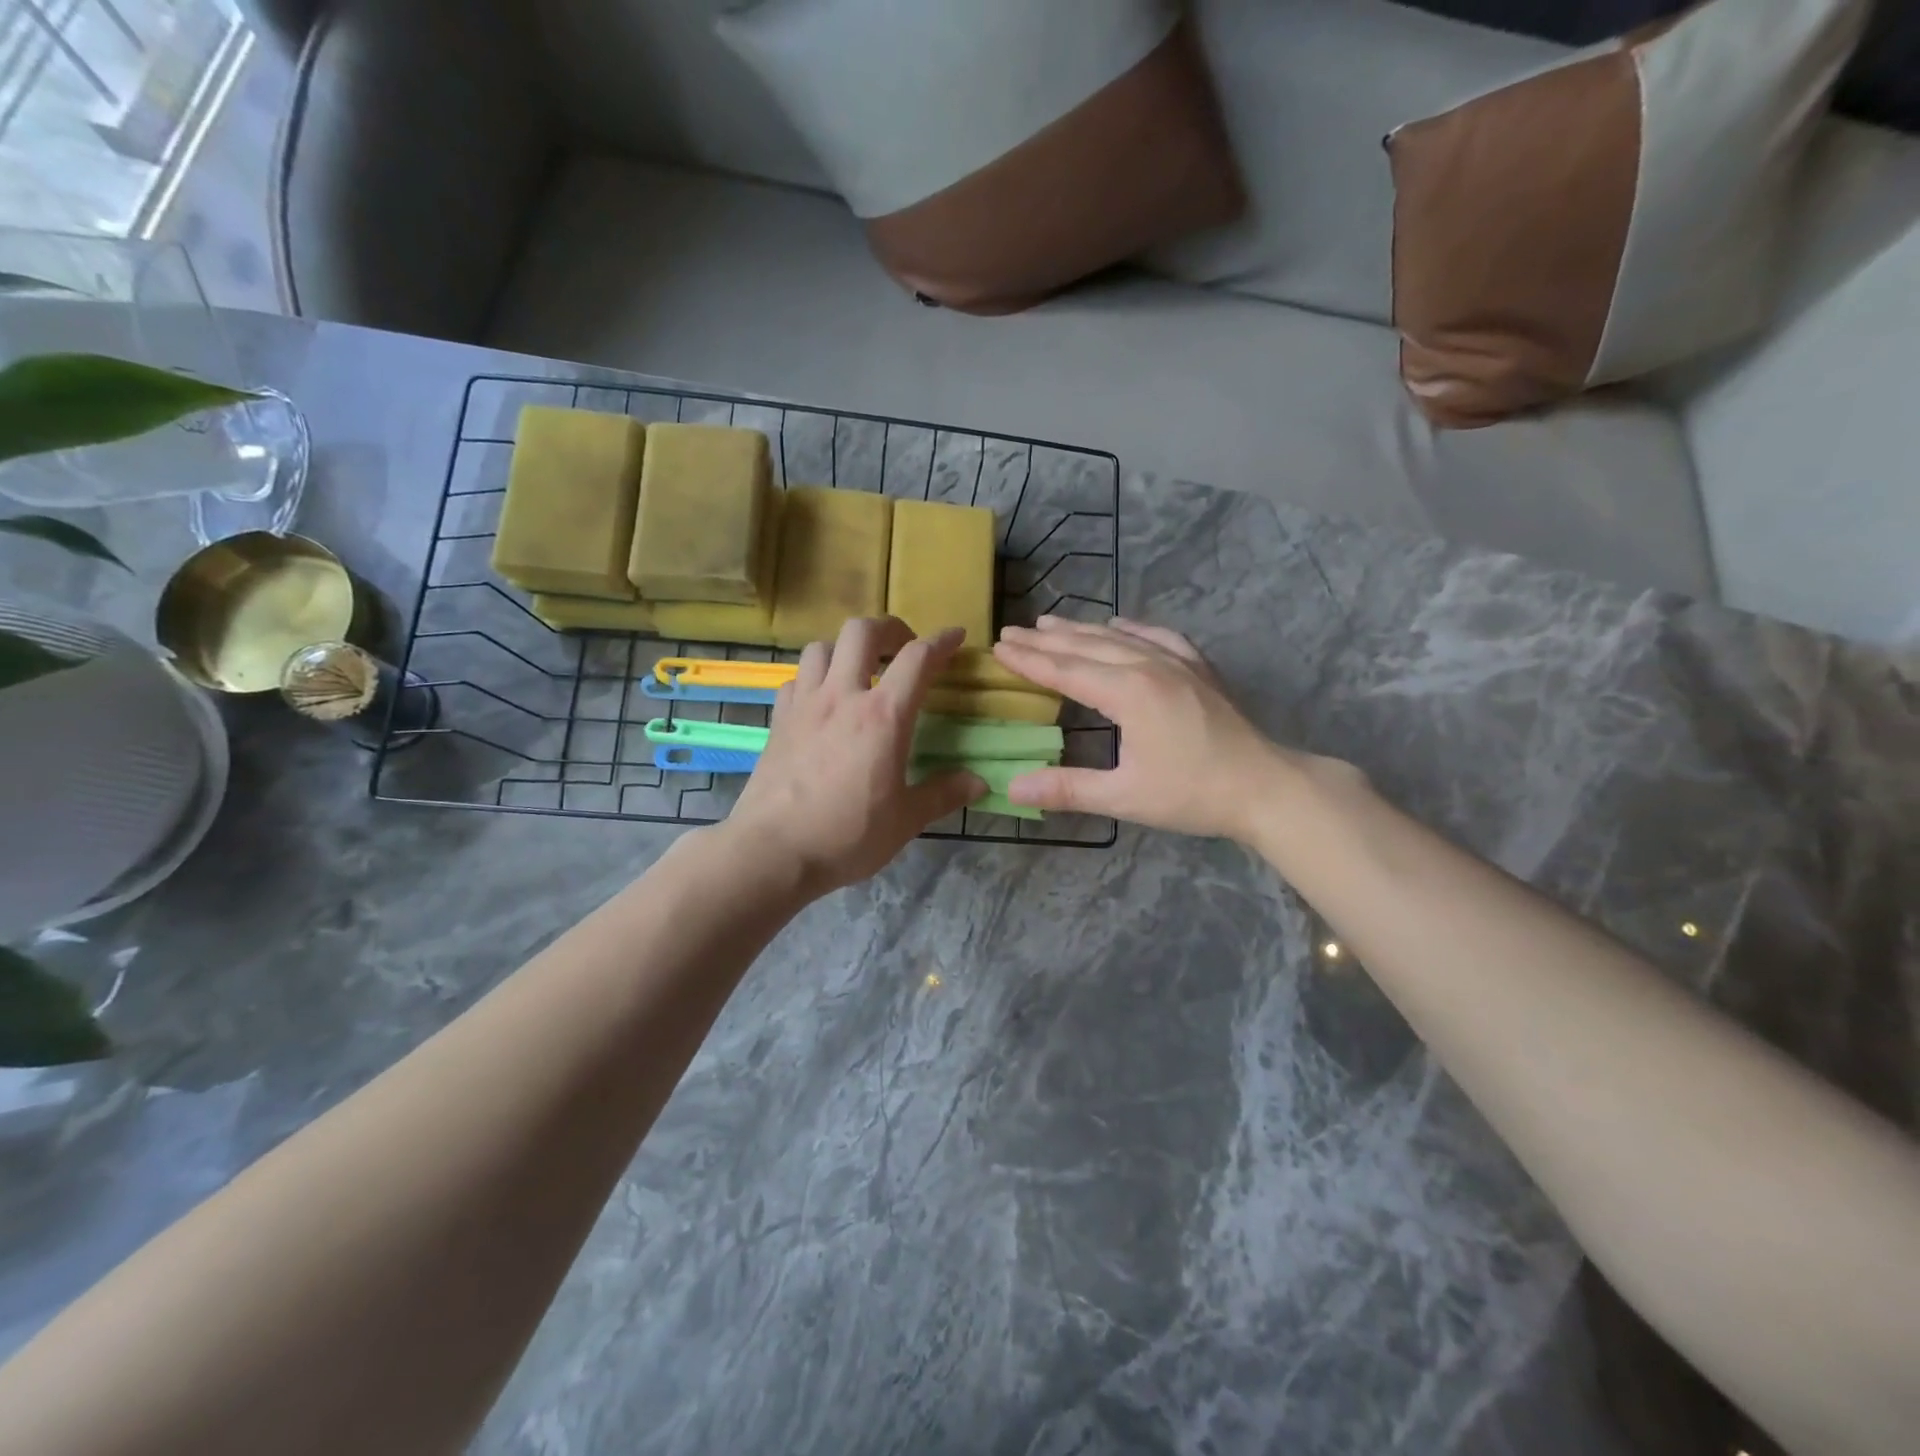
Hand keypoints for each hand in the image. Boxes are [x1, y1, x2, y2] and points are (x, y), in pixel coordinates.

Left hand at [727, 618, 982, 896]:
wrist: (772, 851)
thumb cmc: (846, 836)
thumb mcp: (905, 820)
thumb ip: (943, 795)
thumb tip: (980, 783)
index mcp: (883, 716)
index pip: (918, 659)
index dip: (942, 641)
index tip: (956, 636)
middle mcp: (843, 697)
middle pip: (862, 632)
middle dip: (889, 629)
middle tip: (903, 646)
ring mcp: (805, 705)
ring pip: (821, 647)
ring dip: (845, 648)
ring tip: (859, 669)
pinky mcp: (778, 720)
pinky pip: (796, 679)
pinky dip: (813, 677)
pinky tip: (821, 700)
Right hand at [994, 617, 1297, 841]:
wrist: (1266, 787)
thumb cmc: (1193, 794)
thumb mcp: (1125, 797)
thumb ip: (1068, 789)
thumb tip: (1012, 788)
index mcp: (1128, 693)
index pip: (1066, 670)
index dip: (1029, 660)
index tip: (999, 647)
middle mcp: (1150, 666)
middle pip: (1088, 646)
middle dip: (1046, 639)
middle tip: (1011, 630)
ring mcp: (1179, 663)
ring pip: (1120, 637)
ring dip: (1081, 629)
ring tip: (1050, 621)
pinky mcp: (1199, 669)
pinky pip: (1159, 637)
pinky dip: (1133, 628)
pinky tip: (1121, 624)